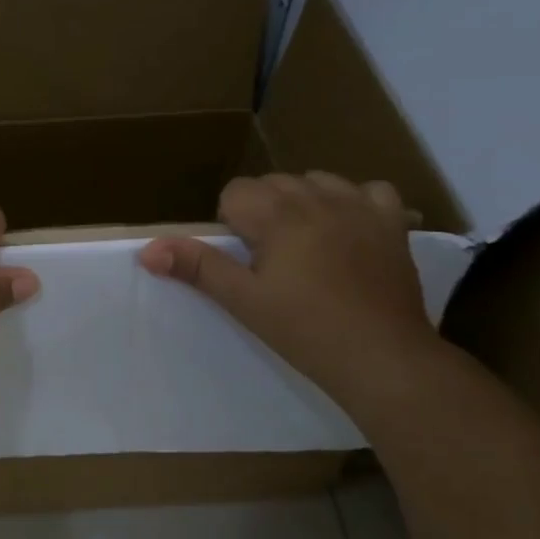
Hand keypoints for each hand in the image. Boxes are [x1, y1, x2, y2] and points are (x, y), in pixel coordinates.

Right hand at [138, 172, 439, 406]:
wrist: (382, 357)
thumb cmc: (304, 329)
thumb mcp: (242, 300)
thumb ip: (196, 267)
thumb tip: (146, 250)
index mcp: (279, 214)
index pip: (236, 191)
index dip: (231, 222)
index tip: (244, 259)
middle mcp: (318, 198)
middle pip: (273, 182)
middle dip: (263, 211)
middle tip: (269, 259)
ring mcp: (360, 207)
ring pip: (316, 181)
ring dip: (303, 202)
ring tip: (305, 245)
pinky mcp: (392, 223)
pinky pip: (369, 190)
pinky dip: (354, 203)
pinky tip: (348, 231)